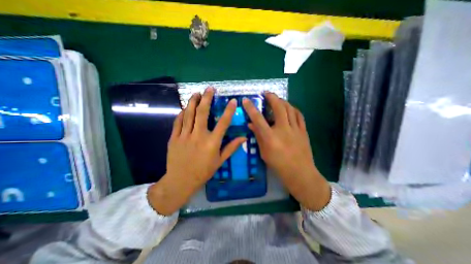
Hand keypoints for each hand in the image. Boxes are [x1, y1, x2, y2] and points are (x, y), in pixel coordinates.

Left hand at [147, 88, 246, 215]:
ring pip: (189, 114)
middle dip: (206, 99)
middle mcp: (199, 136)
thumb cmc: (203, 171)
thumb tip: (244, 138)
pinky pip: (178, 122)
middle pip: (202, 113)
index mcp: (212, 142)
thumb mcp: (220, 161)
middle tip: (209, 89)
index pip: (223, 123)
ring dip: (193, 102)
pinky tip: (184, 108)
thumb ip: (231, 147)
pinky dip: (181, 114)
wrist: (181, 180)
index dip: (229, 110)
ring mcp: (185, 136)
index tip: (232, 100)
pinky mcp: (174, 138)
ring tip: (196, 93)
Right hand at [243, 93, 330, 211]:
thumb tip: (251, 125)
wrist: (300, 172)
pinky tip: (289, 108)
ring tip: (277, 99)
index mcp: (270, 137)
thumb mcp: (264, 152)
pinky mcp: (303, 131)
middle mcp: (283, 130)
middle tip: (267, 93)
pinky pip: (299, 115)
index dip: (251, 108)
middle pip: (278, 108)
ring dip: (282, 101)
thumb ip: (258, 136)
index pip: (258, 119)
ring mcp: (295, 129)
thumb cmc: (278, 164)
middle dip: (272, 97)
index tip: (246, 100)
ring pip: (290, 109)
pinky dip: (293, 109)